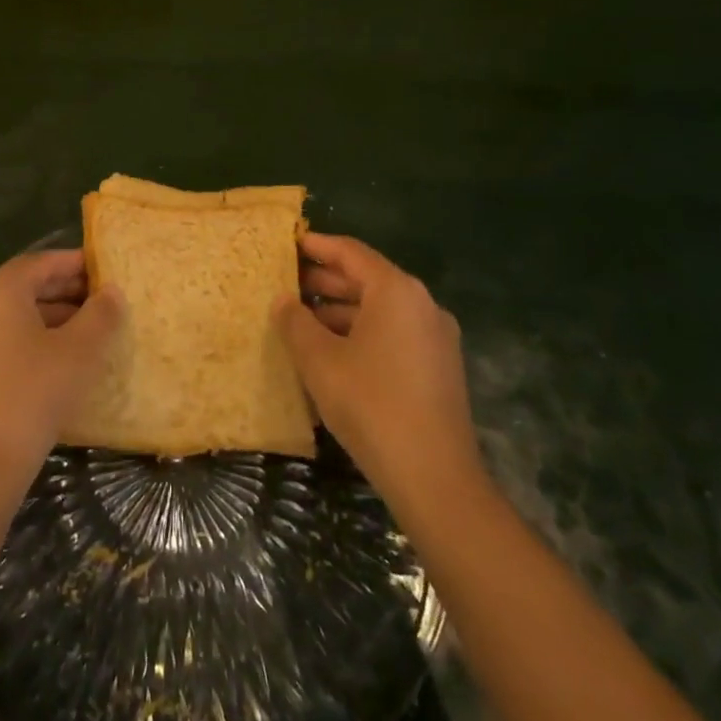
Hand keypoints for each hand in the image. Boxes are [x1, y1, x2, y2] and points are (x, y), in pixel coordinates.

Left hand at [0, 249, 122, 484]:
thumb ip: (100, 314)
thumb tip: (112, 292)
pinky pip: (7, 338)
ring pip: (18, 314)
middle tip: (107, 300)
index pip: (43, 262)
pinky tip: (66, 358)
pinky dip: (37, 339)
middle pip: (28, 286)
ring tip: (95, 330)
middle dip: (69, 291)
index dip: (78, 263)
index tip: (109, 269)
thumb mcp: (78, 351)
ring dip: (56, 317)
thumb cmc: (32, 392)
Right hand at [277, 233, 485, 511]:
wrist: (435, 478)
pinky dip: (360, 332)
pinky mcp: (437, 367)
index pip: (351, 252)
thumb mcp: (319, 360)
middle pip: (367, 279)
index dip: (316, 246)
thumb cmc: (370, 404)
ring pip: (379, 309)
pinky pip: (392, 334)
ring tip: (300, 318)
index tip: (288, 242)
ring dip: (340, 310)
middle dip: (325, 280)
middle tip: (285, 282)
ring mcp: (435, 337)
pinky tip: (331, 351)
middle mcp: (421, 305)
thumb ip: (296, 323)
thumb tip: (283, 301)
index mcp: (396, 291)